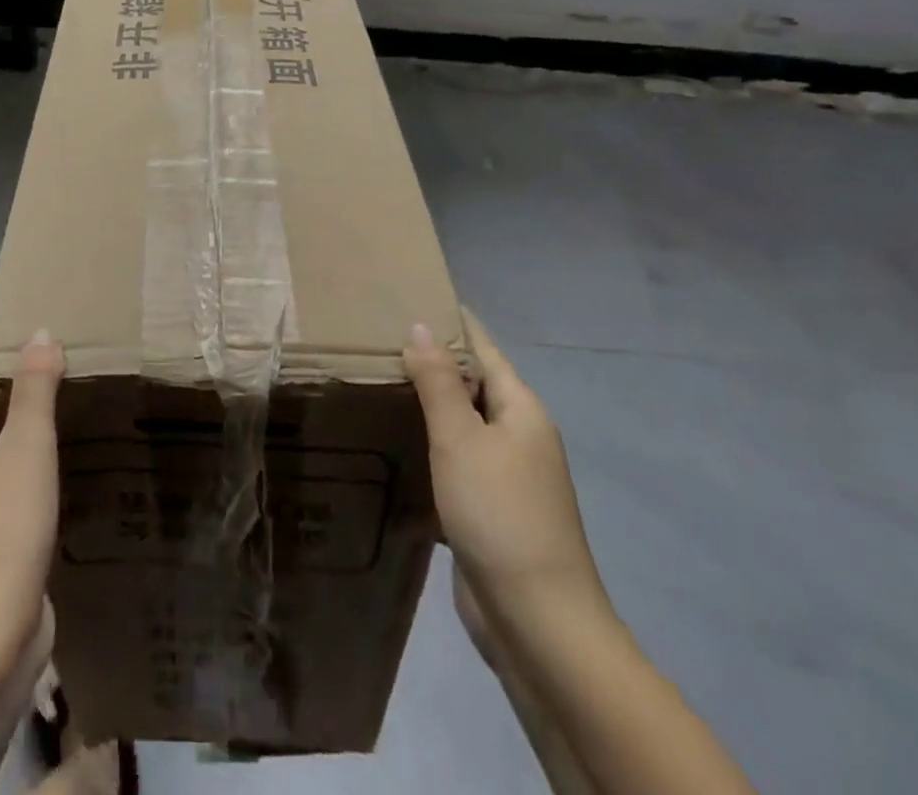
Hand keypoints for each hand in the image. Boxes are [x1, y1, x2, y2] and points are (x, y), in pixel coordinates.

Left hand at [0, 333, 64, 680]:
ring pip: (1, 448)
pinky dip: (39, 460)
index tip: (21, 320)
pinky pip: (16, 482)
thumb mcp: (25, 448)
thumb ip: (35, 389)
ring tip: (73, 397)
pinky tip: (72, 460)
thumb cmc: (1, 532)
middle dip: (14, 379)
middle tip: (61, 353)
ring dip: (28, 421)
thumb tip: (40, 332)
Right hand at [404, 315, 606, 637]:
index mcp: (520, 409)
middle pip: (472, 383)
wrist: (539, 624)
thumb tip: (420, 326)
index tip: (412, 293)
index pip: (482, 347)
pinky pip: (455, 460)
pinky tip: (394, 442)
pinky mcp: (489, 509)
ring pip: (461, 424)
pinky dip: (428, 445)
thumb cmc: (500, 515)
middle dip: (432, 359)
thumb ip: (438, 382)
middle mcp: (518, 435)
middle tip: (377, 335)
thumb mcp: (461, 440)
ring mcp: (506, 475)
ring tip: (378, 379)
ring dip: (427, 403)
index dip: (451, 320)